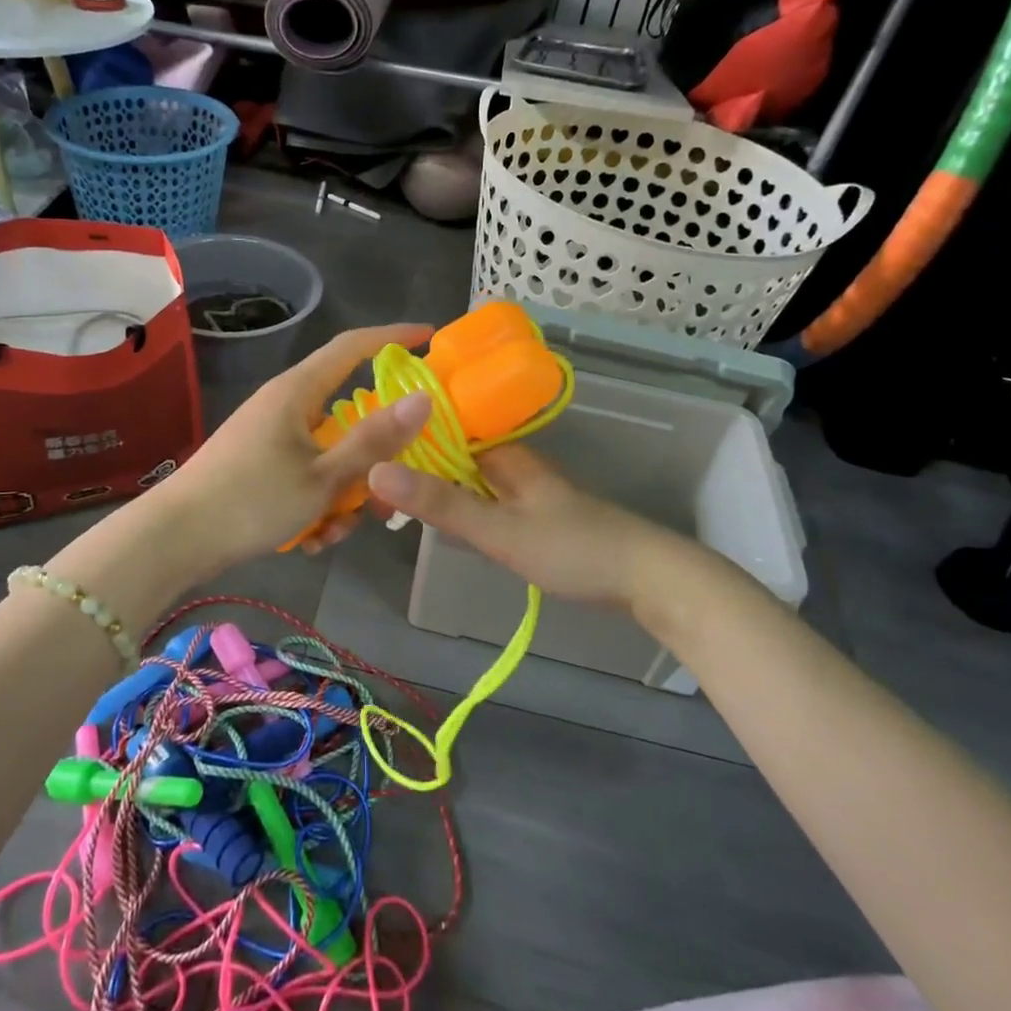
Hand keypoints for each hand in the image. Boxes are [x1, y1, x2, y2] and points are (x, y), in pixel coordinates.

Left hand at [150, 324, 435, 573]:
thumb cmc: (252, 499)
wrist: (174, 540)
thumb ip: (375, 439)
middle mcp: (286, 407)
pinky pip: (306, 477)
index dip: (393, 337)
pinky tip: (308, 539)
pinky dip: (316, 506)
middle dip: (372, 459)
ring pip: (330, 456)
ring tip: (332, 532)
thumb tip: (423, 399)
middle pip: (349, 418)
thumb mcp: (324, 476)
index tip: (430, 338)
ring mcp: (271, 438)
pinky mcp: (260, 467)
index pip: (354, 347)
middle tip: (387, 494)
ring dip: (342, 495)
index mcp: (298, 392)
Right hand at [366, 444, 663, 606]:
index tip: (363, 455)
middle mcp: (511, 463)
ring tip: (391, 506)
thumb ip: (440, 504)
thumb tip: (375, 470)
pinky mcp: (532, 515)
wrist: (647, 578)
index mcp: (502, 453)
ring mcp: (524, 489)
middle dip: (415, 470)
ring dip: (436, 491)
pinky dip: (459, 510)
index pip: (441, 432)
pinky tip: (442, 527)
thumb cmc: (572, 548)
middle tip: (369, 490)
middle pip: (451, 457)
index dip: (403, 441)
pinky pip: (483, 502)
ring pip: (467, 482)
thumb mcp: (498, 529)